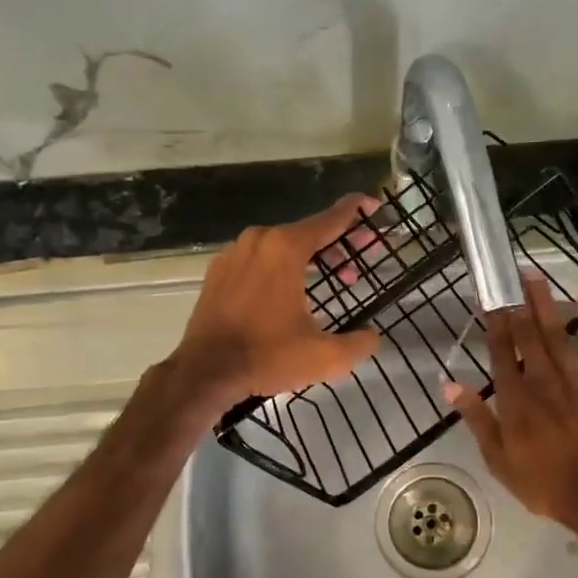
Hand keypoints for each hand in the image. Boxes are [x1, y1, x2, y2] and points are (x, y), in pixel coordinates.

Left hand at [170, 194, 383, 407]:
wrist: (204, 372)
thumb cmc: (267, 357)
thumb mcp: (326, 356)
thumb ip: (359, 343)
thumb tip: (372, 337)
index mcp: (286, 248)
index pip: (330, 219)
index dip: (355, 211)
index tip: (373, 205)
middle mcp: (258, 240)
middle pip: (307, 232)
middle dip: (338, 244)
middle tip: (360, 260)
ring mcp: (233, 254)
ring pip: (281, 246)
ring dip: (309, 259)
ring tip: (330, 281)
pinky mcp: (217, 273)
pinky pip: (258, 261)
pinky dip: (280, 268)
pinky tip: (290, 293)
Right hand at [444, 275, 577, 535]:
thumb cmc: (542, 481)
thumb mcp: (497, 458)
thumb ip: (476, 418)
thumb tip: (449, 383)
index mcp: (513, 397)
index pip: (499, 350)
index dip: (492, 321)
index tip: (486, 297)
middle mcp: (540, 379)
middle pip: (527, 334)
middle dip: (517, 303)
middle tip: (511, 274)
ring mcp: (573, 379)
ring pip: (556, 334)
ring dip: (545, 304)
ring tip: (536, 277)